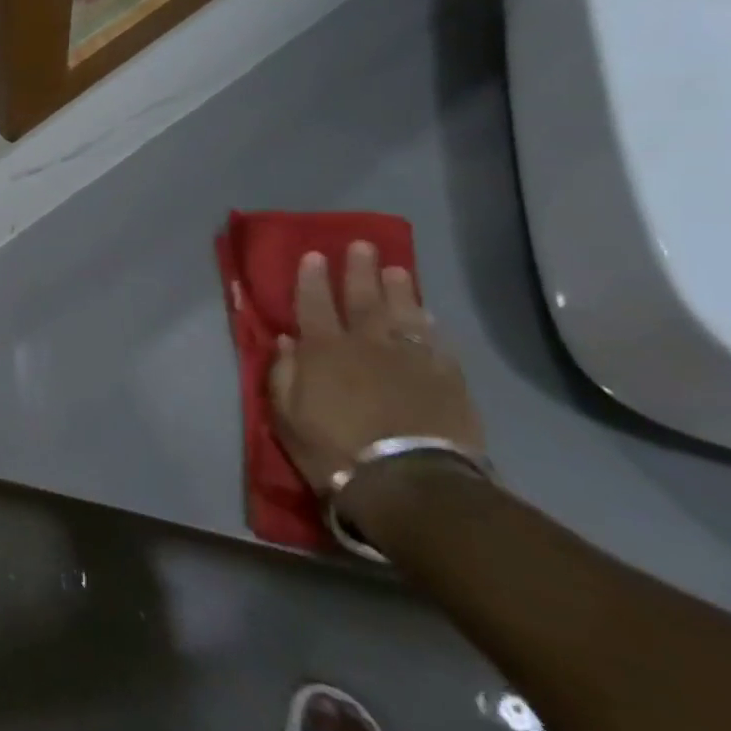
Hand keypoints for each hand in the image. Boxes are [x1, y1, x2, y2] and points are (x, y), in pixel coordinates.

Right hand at [268, 243, 484, 505]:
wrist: (409, 484)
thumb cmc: (333, 449)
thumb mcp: (286, 415)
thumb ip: (283, 373)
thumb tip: (285, 340)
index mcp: (323, 350)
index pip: (314, 303)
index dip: (312, 278)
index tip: (314, 254)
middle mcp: (366, 345)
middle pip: (362, 299)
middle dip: (359, 270)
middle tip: (362, 245)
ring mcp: (410, 360)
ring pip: (403, 314)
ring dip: (399, 289)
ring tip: (396, 269)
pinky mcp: (446, 381)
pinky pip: (436, 343)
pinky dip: (429, 326)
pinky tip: (427, 315)